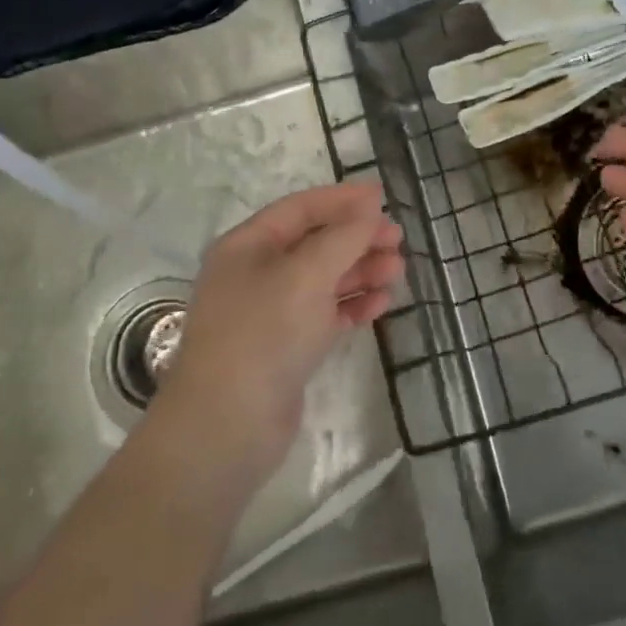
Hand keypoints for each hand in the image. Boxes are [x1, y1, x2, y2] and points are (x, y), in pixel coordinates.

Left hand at [154, 182, 402, 485]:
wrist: (227, 428)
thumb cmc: (264, 334)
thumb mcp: (306, 274)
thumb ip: (343, 237)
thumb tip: (369, 206)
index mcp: (248, 245)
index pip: (301, 209)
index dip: (342, 200)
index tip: (384, 198)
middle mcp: (256, 273)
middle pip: (315, 243)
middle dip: (356, 238)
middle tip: (398, 240)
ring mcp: (270, 313)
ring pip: (323, 279)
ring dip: (360, 271)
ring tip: (398, 270)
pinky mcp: (286, 348)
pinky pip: (325, 314)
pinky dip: (352, 306)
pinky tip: (382, 304)